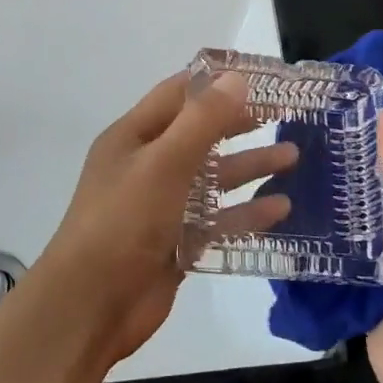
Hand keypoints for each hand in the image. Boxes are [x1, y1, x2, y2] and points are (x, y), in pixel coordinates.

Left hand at [37, 72, 295, 366]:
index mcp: (134, 136)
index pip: (179, 94)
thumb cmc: (123, 221)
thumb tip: (236, 78)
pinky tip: (281, 208)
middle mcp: (147, 166)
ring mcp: (161, 206)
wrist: (90, 307)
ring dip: (249, 165)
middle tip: (283, 113)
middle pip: (199, 134)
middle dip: (239, 122)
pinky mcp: (176, 243)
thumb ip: (202, 121)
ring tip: (293, 156)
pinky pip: (217, 220)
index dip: (216, 82)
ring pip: (212, 178)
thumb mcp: (164, 162)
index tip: (259, 75)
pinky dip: (246, 212)